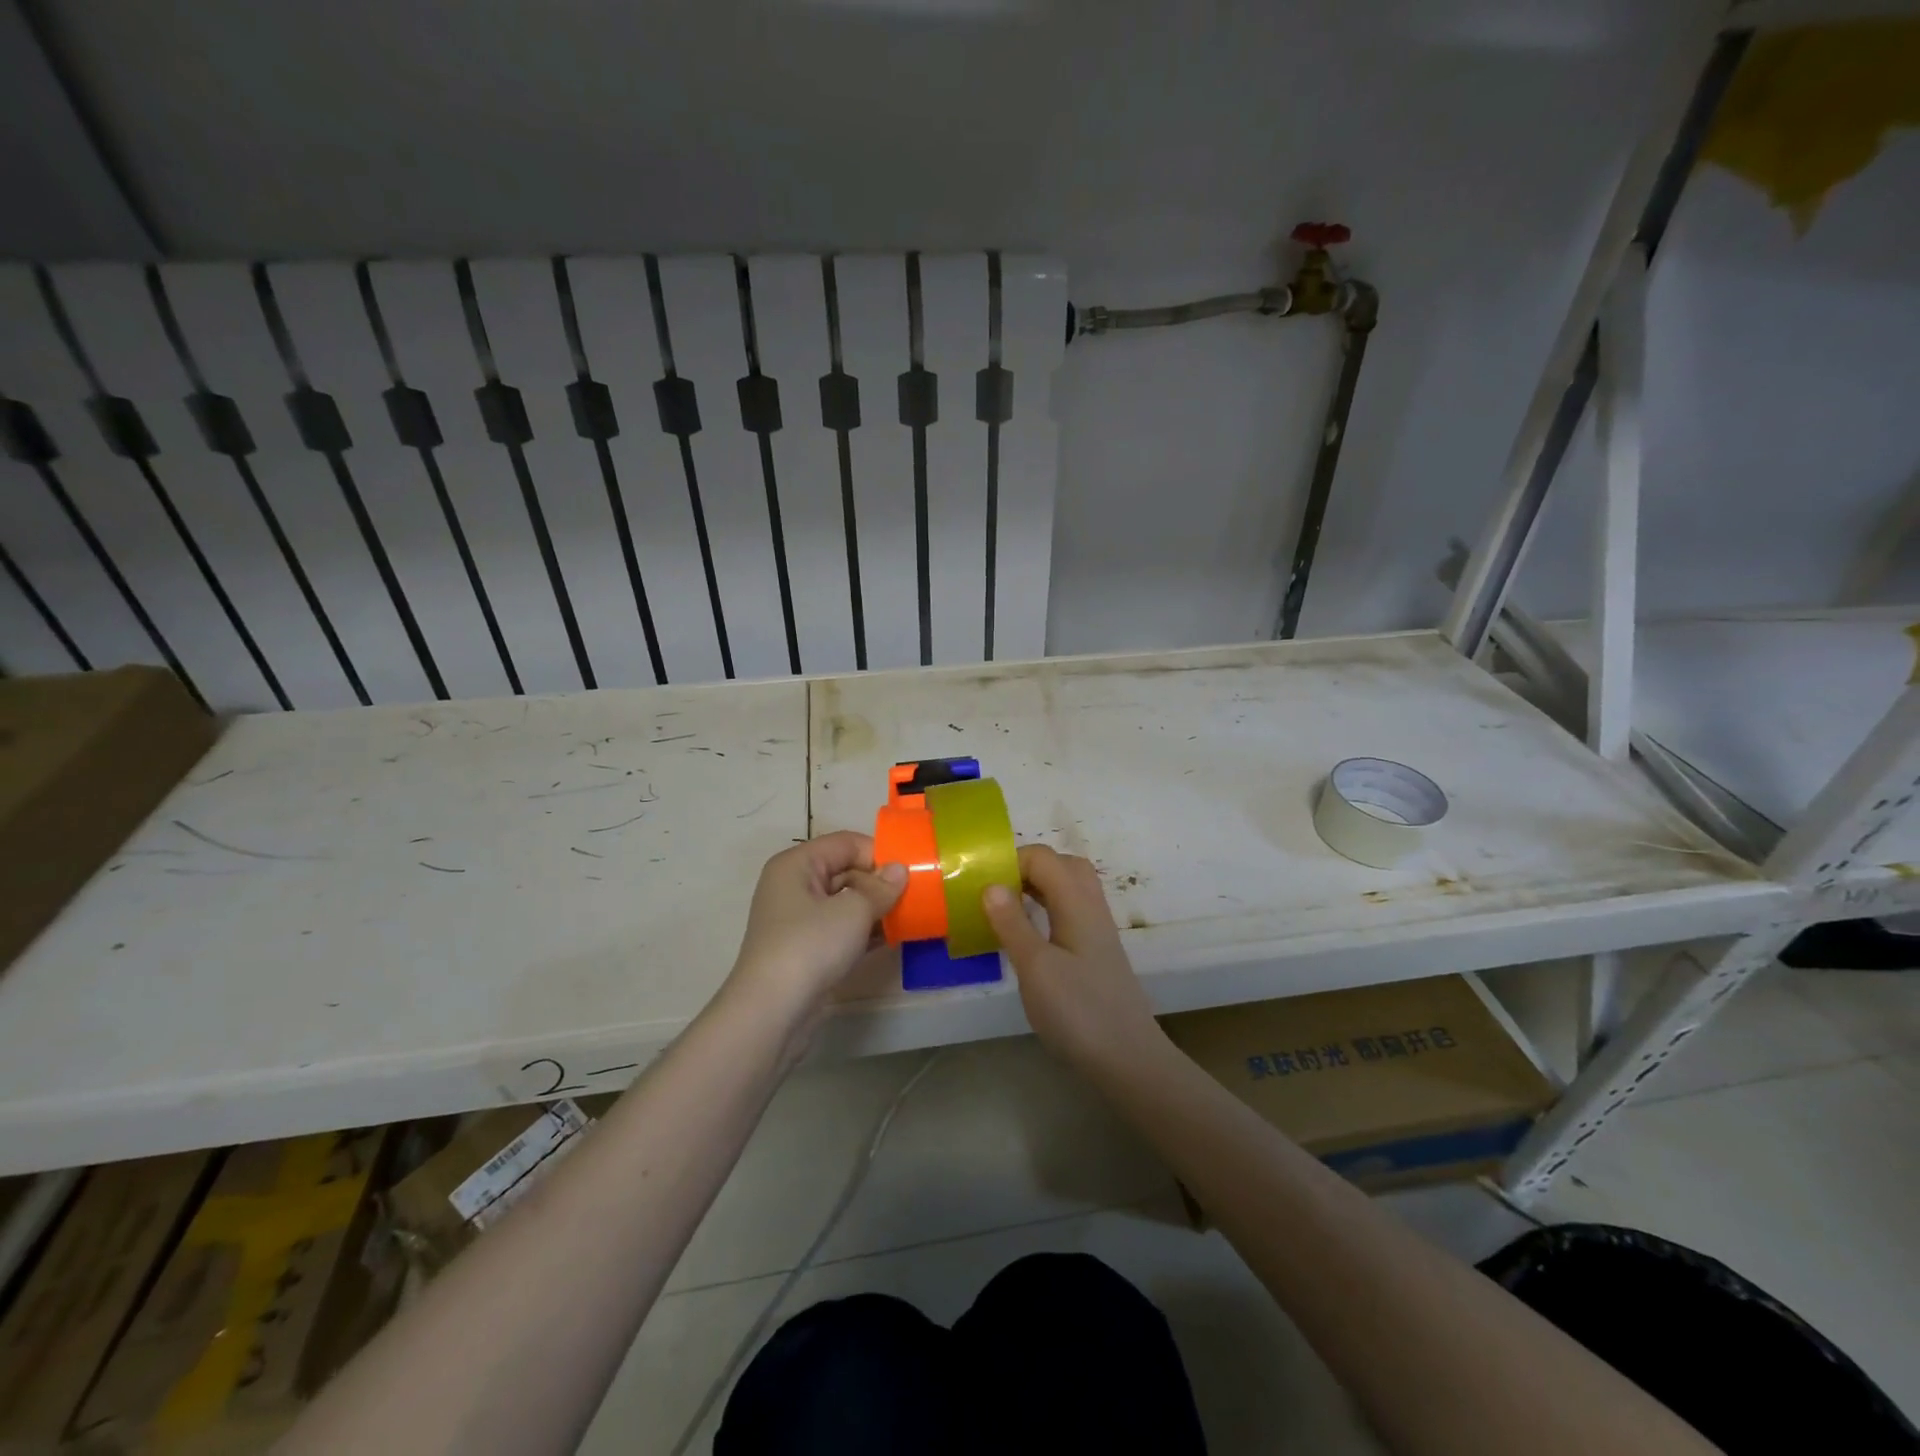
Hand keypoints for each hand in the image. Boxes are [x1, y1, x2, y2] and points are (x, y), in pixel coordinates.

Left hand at [727, 831, 905, 1015]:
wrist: (771, 1012)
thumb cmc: (810, 946)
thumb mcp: (853, 911)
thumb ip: (881, 888)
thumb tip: (900, 870)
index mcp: (797, 864)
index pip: (845, 843)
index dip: (878, 854)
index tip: (910, 873)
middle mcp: (793, 885)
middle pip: (845, 870)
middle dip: (879, 883)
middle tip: (914, 898)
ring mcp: (798, 920)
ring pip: (845, 901)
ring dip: (875, 909)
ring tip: (909, 917)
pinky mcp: (805, 949)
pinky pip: (841, 928)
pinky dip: (864, 931)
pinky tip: (891, 939)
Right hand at [982, 844, 1165, 1073]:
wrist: (1128, 1059)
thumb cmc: (1078, 1011)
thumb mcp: (1036, 967)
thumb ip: (1012, 923)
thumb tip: (990, 884)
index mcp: (1077, 903)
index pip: (1043, 858)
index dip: (1011, 861)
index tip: (981, 885)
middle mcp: (1091, 907)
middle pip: (1062, 865)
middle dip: (1026, 868)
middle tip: (996, 892)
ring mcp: (1097, 930)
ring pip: (1069, 888)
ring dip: (1038, 887)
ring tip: (1006, 908)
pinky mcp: (1096, 952)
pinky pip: (1070, 911)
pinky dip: (1047, 909)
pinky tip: (1029, 936)